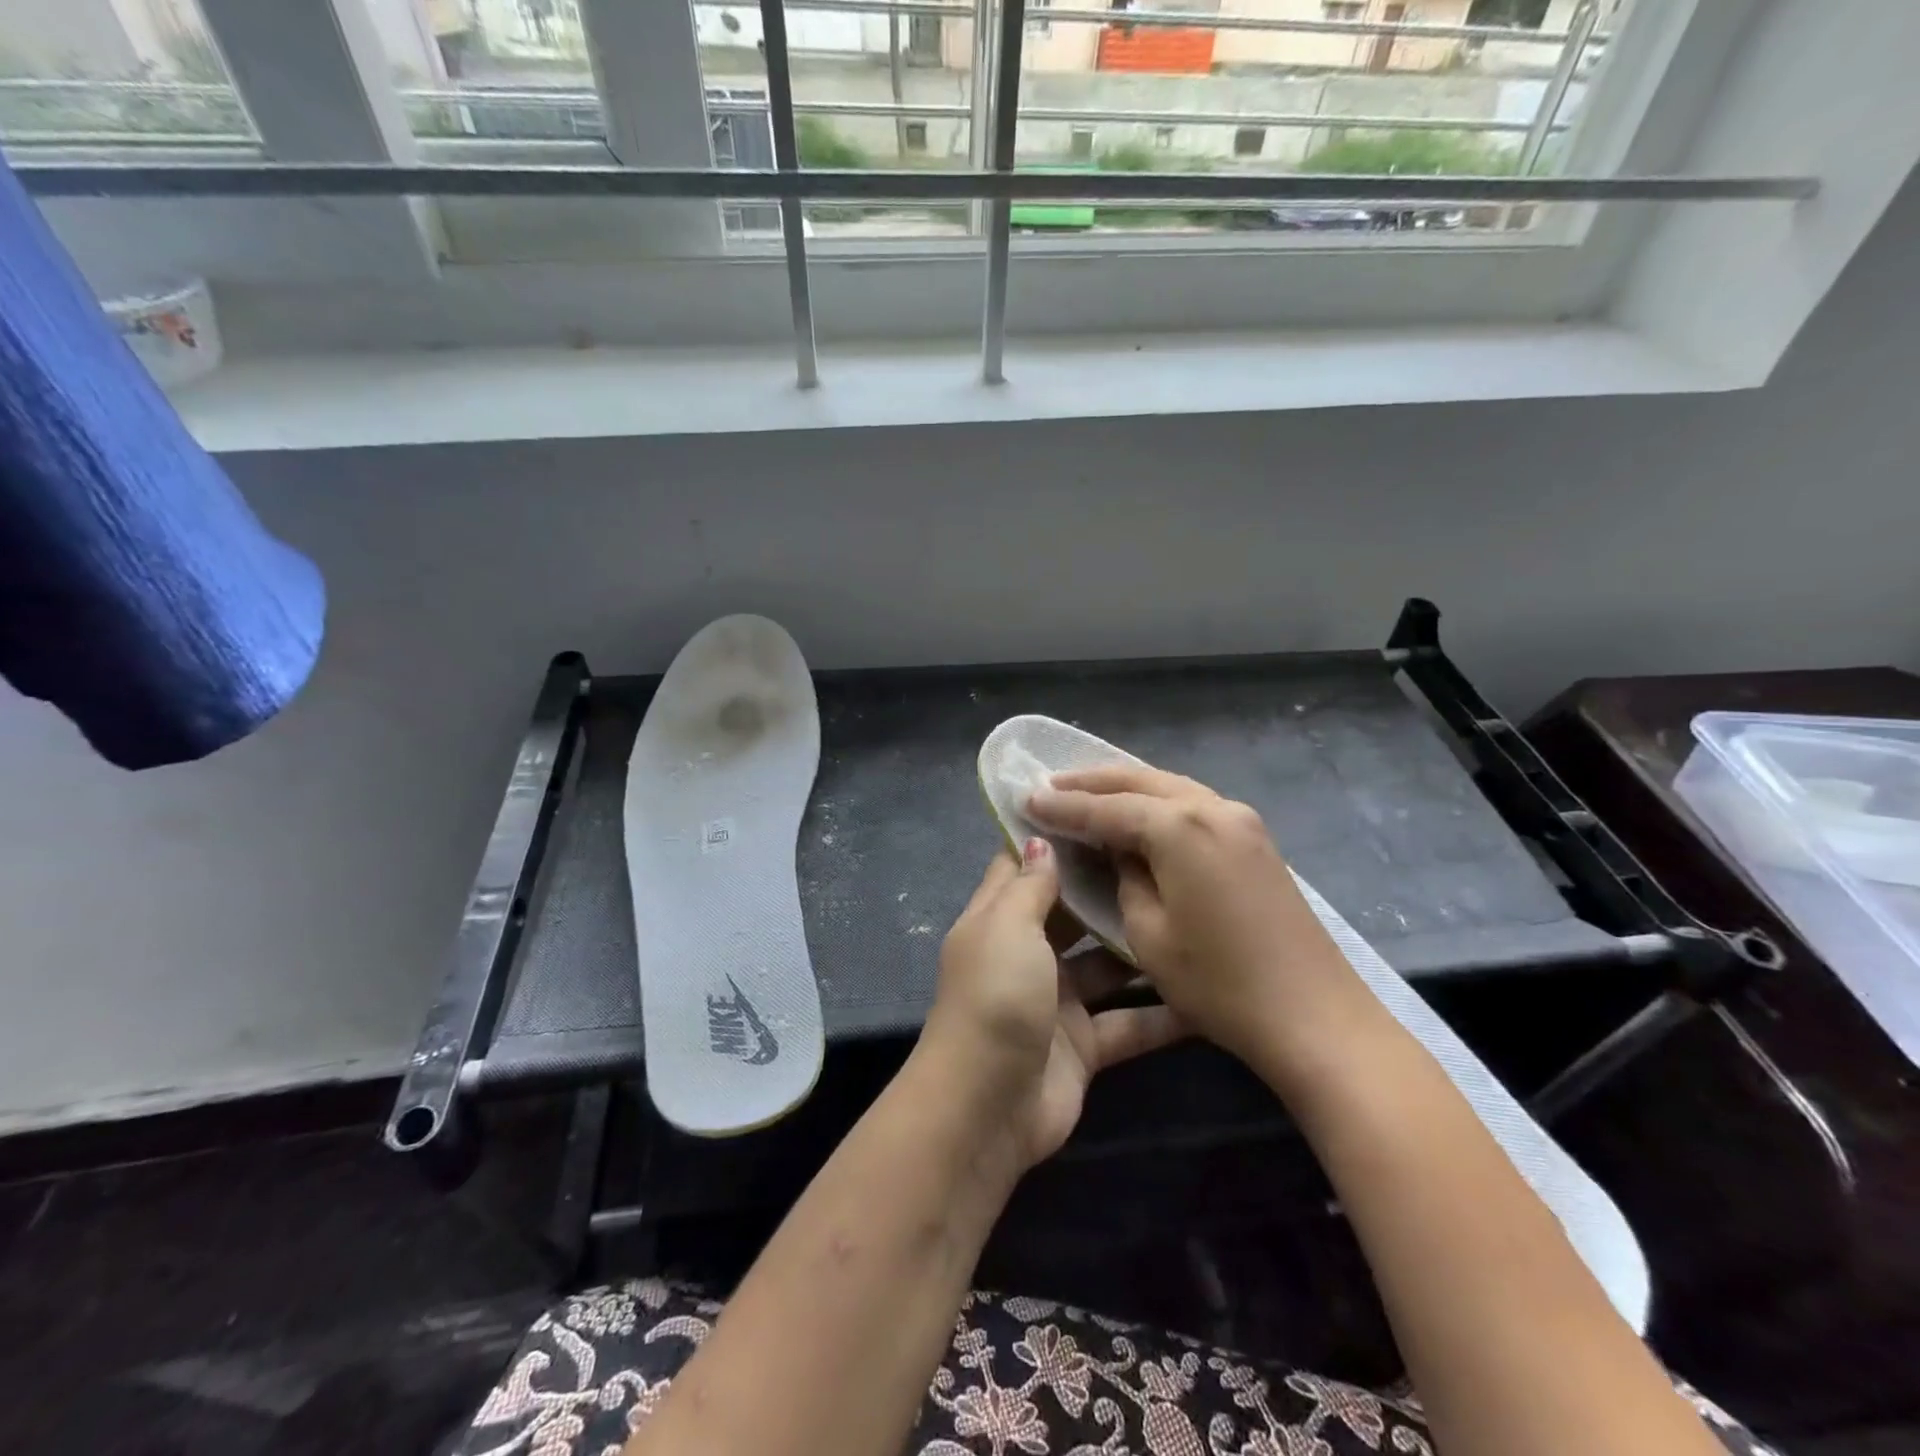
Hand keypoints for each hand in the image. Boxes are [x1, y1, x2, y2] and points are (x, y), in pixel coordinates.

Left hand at [923, 839, 1184, 1170]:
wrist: (988, 1108)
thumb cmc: (996, 998)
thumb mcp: (1007, 928)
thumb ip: (1030, 886)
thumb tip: (1040, 839)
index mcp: (998, 920)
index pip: (1023, 868)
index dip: (1055, 840)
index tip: (1100, 808)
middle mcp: (1027, 954)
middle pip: (1071, 913)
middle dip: (1108, 889)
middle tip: (1164, 859)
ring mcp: (1057, 1001)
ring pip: (1106, 966)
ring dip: (1139, 948)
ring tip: (1193, 914)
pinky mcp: (1085, 1044)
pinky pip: (1128, 1021)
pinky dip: (1161, 1014)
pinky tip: (1206, 994)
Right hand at [1028, 764, 1362, 1068]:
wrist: (1315, 1017)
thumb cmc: (1220, 984)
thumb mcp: (1149, 933)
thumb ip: (1125, 878)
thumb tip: (1121, 852)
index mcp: (1180, 827)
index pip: (1106, 809)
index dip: (1064, 806)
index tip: (1027, 798)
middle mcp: (1212, 808)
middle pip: (1140, 781)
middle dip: (1092, 782)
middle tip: (1050, 783)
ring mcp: (1241, 820)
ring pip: (1169, 786)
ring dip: (1126, 787)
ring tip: (1087, 791)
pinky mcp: (1255, 839)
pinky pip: (1193, 804)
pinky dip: (1158, 801)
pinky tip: (1139, 812)